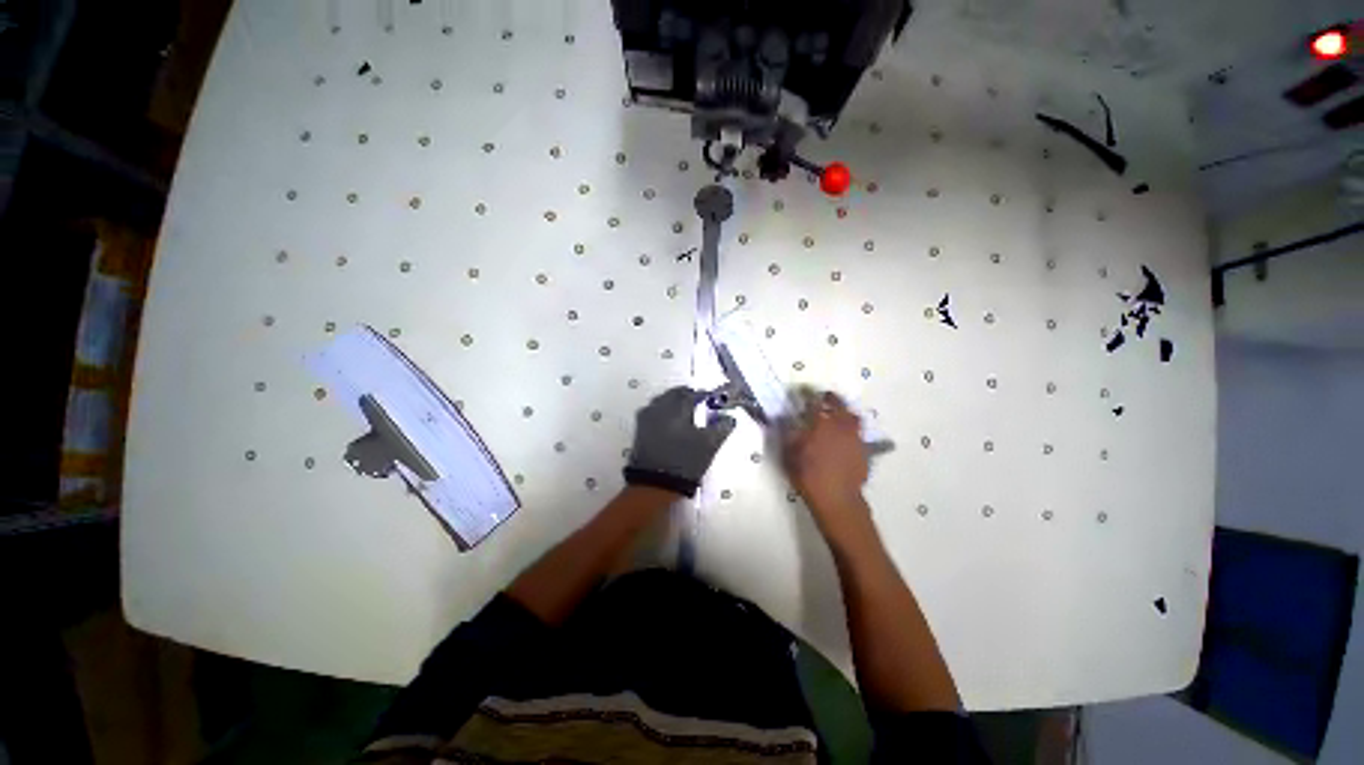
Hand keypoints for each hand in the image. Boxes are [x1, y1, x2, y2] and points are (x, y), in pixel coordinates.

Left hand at [624, 386, 735, 497]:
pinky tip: (671, 423)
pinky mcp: (639, 429)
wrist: (654, 485)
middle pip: (674, 394)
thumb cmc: (685, 462)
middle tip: (699, 402)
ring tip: (685, 412)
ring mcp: (646, 418)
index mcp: (676, 408)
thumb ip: (721, 428)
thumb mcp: (709, 446)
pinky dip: (664, 412)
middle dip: (687, 395)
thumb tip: (729, 417)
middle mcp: (659, 407)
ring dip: (674, 402)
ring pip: (662, 401)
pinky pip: (654, 412)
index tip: (713, 399)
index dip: (705, 395)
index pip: (693, 394)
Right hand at [782, 391, 872, 542]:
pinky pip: (858, 434)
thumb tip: (784, 420)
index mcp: (821, 424)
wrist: (836, 498)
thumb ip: (788, 434)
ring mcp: (855, 438)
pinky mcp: (864, 451)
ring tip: (838, 417)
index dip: (809, 395)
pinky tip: (845, 439)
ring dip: (845, 414)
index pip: (815, 401)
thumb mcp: (789, 454)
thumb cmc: (808, 475)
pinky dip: (851, 432)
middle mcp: (841, 426)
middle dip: (832, 399)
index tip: (804, 392)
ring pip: (853, 418)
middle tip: (824, 399)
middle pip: (840, 405)